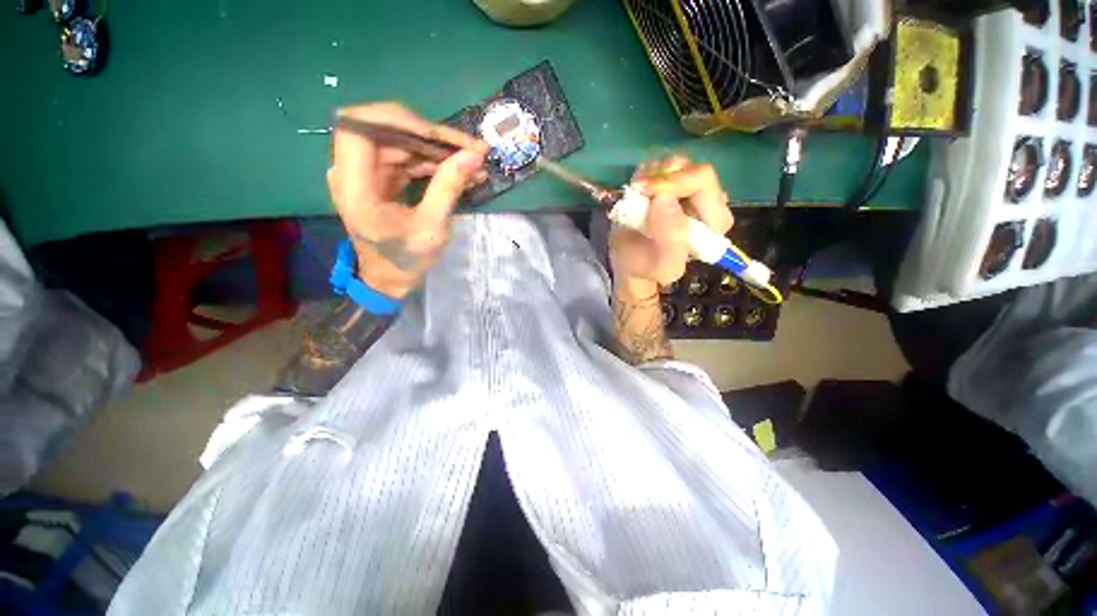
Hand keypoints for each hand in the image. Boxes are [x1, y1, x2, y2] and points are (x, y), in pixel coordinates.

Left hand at [327, 103, 488, 298]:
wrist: (391, 279)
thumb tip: (474, 155)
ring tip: (474, 161)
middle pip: (387, 132)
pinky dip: (433, 162)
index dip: (396, 119)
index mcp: (355, 187)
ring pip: (401, 143)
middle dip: (432, 138)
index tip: (436, 136)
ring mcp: (365, 173)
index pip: (359, 127)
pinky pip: (406, 158)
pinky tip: (460, 170)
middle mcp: (352, 172)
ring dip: (438, 151)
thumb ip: (449, 187)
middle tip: (472, 149)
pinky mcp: (379, 178)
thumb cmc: (407, 260)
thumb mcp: (432, 228)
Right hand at [609, 155, 733, 296]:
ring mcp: (689, 189)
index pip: (703, 182)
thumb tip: (664, 199)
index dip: (675, 183)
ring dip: (652, 175)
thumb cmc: (647, 268)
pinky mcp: (672, 184)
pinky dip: (646, 173)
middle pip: (692, 168)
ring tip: (636, 194)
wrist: (629, 263)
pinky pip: (662, 165)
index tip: (647, 192)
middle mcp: (708, 200)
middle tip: (637, 189)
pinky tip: (637, 190)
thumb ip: (671, 241)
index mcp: (714, 221)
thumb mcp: (663, 267)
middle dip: (662, 177)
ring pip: (676, 163)